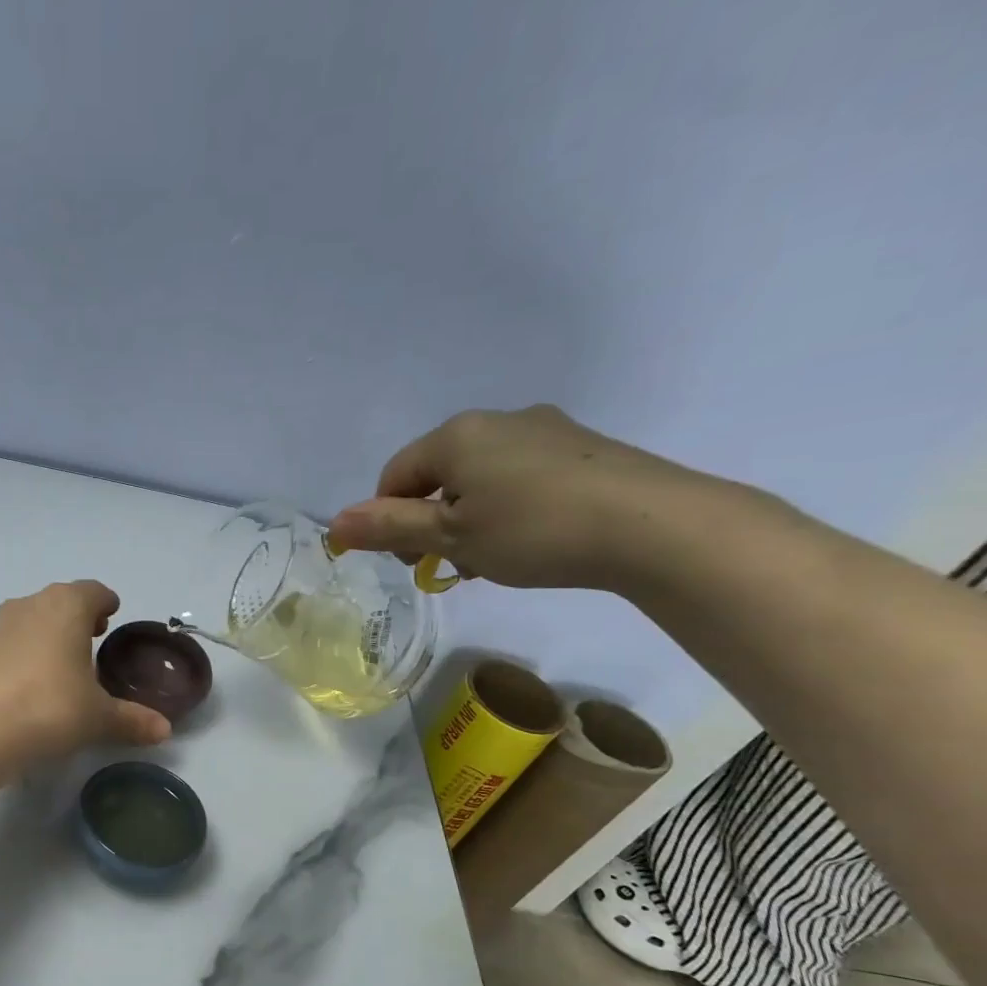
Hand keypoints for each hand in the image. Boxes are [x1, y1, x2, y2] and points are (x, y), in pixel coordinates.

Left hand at [0, 581, 171, 761]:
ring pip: (35, 615)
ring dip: (51, 629)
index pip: (93, 591)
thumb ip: (133, 719)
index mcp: (68, 606)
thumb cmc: (53, 708)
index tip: (112, 614)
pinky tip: (35, 676)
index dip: (106, 602)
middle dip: (79, 614)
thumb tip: (164, 730)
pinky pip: (14, 637)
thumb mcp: (100, 717)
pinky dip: (28, 647)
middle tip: (94, 636)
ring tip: (66, 657)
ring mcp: (2, 623)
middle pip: (62, 599)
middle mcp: (33, 603)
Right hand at [325, 405, 719, 590]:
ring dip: (468, 519)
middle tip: (448, 565)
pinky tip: (528, 541)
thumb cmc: (533, 531)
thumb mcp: (450, 537)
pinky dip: (507, 509)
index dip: (387, 521)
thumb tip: (333, 524)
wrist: (653, 526)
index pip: (395, 476)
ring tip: (490, 559)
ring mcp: (544, 430)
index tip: (408, 561)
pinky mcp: (581, 449)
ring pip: (479, 478)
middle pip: (437, 475)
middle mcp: (497, 420)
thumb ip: (389, 528)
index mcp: (456, 435)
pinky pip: (519, 477)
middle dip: (431, 521)